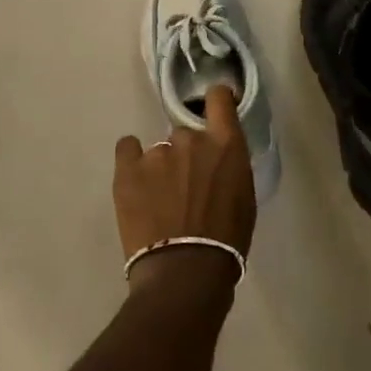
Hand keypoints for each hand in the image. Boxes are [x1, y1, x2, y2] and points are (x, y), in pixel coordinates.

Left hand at [114, 85, 256, 290]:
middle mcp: (191, 138)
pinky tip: (135, 181)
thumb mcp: (244, 198)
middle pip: (187, 133)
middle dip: (188, 154)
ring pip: (160, 149)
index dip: (217, 100)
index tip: (215, 110)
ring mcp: (157, 152)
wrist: (185, 271)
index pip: (220, 99)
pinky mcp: (127, 169)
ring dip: (162, 167)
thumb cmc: (227, 241)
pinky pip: (127, 148)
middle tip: (187, 186)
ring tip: (160, 200)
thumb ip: (230, 168)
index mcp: (226, 144)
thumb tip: (218, 163)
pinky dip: (132, 160)